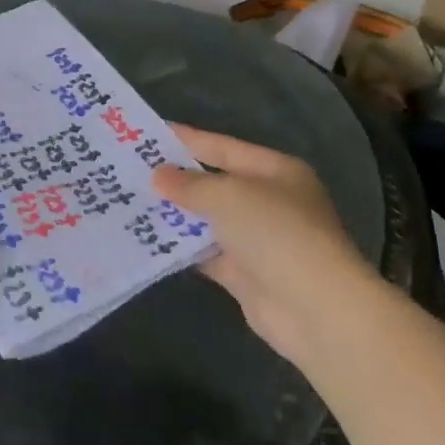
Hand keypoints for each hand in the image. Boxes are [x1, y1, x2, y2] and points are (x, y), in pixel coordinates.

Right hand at [153, 125, 378, 366]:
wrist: (315, 310)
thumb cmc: (275, 233)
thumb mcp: (227, 196)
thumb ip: (189, 184)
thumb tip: (158, 176)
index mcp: (275, 171)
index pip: (222, 147)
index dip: (186, 139)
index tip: (147, 135)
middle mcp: (269, 201)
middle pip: (214, 183)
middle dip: (175, 179)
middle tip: (129, 170)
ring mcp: (259, 240)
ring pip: (208, 220)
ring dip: (175, 215)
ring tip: (130, 202)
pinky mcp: (246, 274)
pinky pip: (206, 253)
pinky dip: (182, 248)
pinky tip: (148, 240)